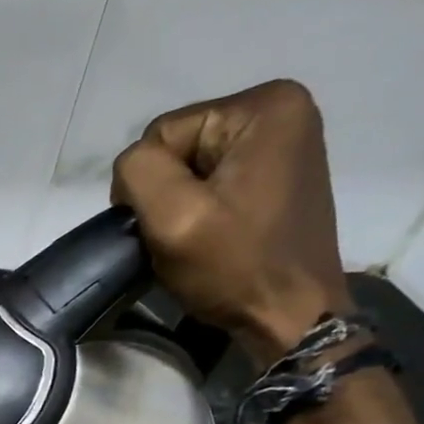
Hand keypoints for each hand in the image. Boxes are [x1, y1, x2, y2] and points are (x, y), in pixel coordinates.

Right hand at [110, 79, 352, 362]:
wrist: (290, 317)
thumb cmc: (235, 267)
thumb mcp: (173, 216)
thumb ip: (138, 171)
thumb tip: (132, 167)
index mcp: (265, 106)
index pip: (162, 133)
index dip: (149, 184)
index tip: (168, 226)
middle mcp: (282, 109)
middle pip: (178, 146)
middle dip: (167, 192)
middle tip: (182, 236)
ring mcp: (283, 142)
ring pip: (189, 167)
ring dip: (180, 204)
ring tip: (197, 239)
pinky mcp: (276, 172)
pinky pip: (211, 180)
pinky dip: (199, 209)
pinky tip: (212, 235)